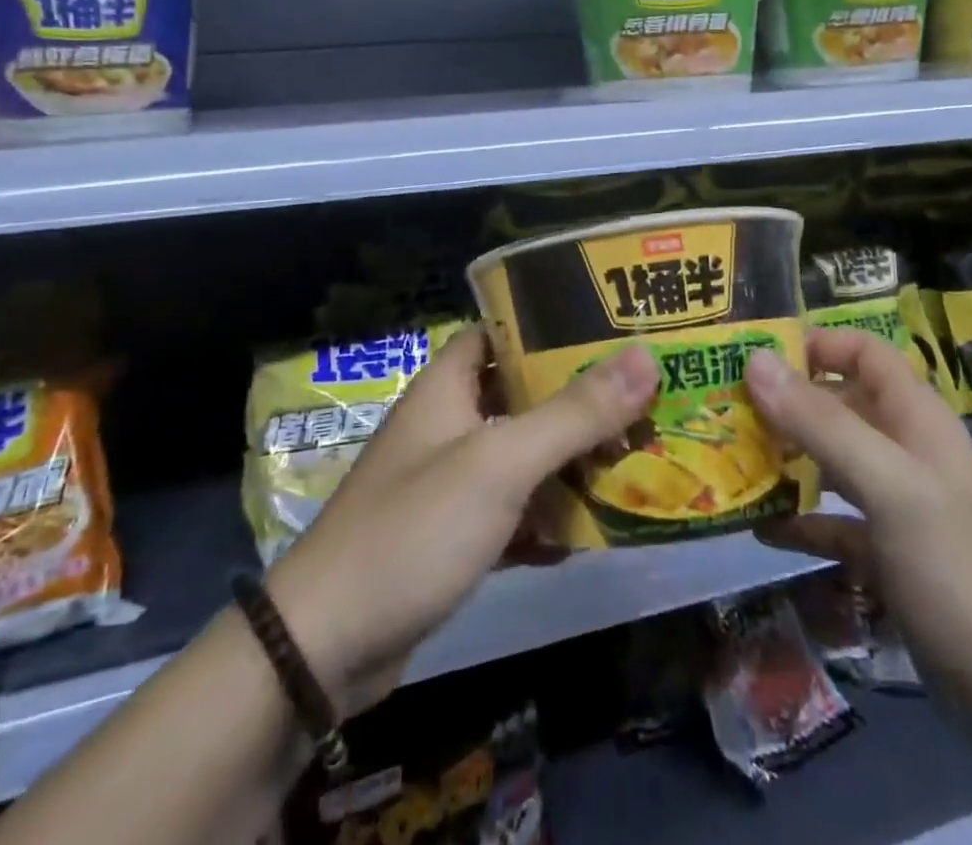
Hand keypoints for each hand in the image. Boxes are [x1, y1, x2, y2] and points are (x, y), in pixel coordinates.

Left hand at [266, 326, 657, 716]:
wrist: (327, 645)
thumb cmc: (416, 528)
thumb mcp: (501, 463)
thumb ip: (573, 413)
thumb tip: (644, 356)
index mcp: (448, 385)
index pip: (502, 332)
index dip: (551, 326)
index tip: (610, 330)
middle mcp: (448, 424)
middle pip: (521, 395)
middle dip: (577, 401)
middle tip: (642, 400)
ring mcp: (448, 482)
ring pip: (521, 456)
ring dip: (568, 463)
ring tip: (635, 461)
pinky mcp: (452, 534)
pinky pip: (511, 512)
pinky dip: (545, 519)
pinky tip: (589, 536)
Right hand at [742, 328, 971, 685]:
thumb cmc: (960, 573)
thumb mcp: (890, 487)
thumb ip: (821, 422)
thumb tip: (754, 359)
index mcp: (916, 420)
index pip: (863, 352)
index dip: (815, 344)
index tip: (754, 358)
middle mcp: (906, 452)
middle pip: (839, 404)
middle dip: (784, 402)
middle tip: (724, 408)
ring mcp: (898, 508)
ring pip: (830, 462)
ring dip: (784, 458)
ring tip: (729, 458)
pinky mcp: (888, 558)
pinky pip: (832, 523)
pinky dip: (798, 521)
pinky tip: (757, 528)